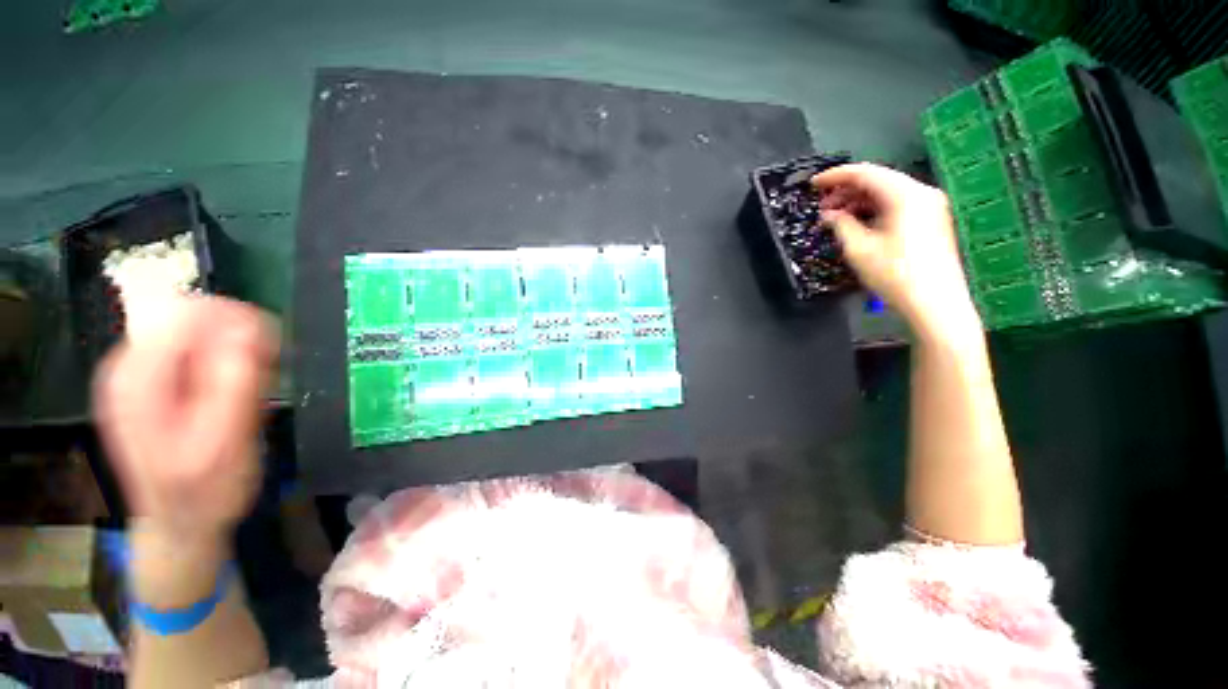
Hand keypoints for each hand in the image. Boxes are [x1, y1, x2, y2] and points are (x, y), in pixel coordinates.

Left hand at [93, 296, 277, 540]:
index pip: (187, 312)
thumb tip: (250, 327)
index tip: (271, 349)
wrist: (179, 524)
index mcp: (138, 378)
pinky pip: (190, 348)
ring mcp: (135, 374)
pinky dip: (220, 360)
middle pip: (189, 316)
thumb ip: (234, 381)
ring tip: (251, 385)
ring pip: (193, 330)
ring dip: (231, 349)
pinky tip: (232, 388)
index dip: (236, 321)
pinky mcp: (149, 383)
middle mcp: (129, 366)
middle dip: (235, 336)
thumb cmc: (205, 490)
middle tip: (265, 370)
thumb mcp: (227, 440)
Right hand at [813, 163, 980, 338]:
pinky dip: (874, 210)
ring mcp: (929, 206)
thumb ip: (841, 225)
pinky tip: (857, 224)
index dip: (835, 176)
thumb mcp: (859, 249)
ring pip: (887, 193)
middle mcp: (921, 193)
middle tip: (822, 207)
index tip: (812, 185)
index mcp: (905, 195)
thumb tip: (830, 214)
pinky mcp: (931, 221)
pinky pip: (897, 205)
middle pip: (878, 180)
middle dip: (846, 191)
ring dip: (859, 202)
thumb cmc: (895, 274)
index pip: (865, 173)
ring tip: (835, 218)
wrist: (935, 303)